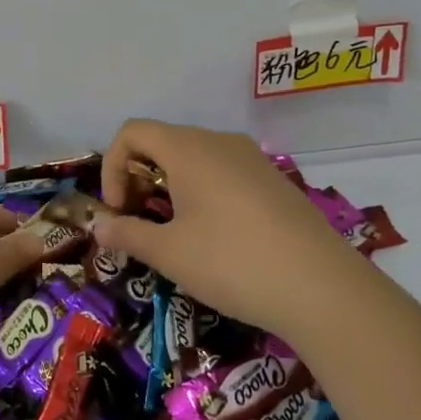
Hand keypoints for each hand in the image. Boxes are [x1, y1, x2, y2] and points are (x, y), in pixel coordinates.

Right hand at [93, 120, 371, 347]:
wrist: (322, 287)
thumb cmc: (232, 262)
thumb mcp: (170, 253)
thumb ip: (127, 234)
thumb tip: (98, 226)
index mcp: (188, 148)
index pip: (133, 132)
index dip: (113, 167)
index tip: (119, 210)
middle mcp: (219, 141)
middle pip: (162, 143)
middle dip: (139, 179)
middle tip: (139, 225)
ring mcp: (251, 159)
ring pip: (194, 159)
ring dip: (169, 188)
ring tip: (173, 234)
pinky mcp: (273, 180)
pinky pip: (223, 172)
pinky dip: (201, 192)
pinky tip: (213, 236)